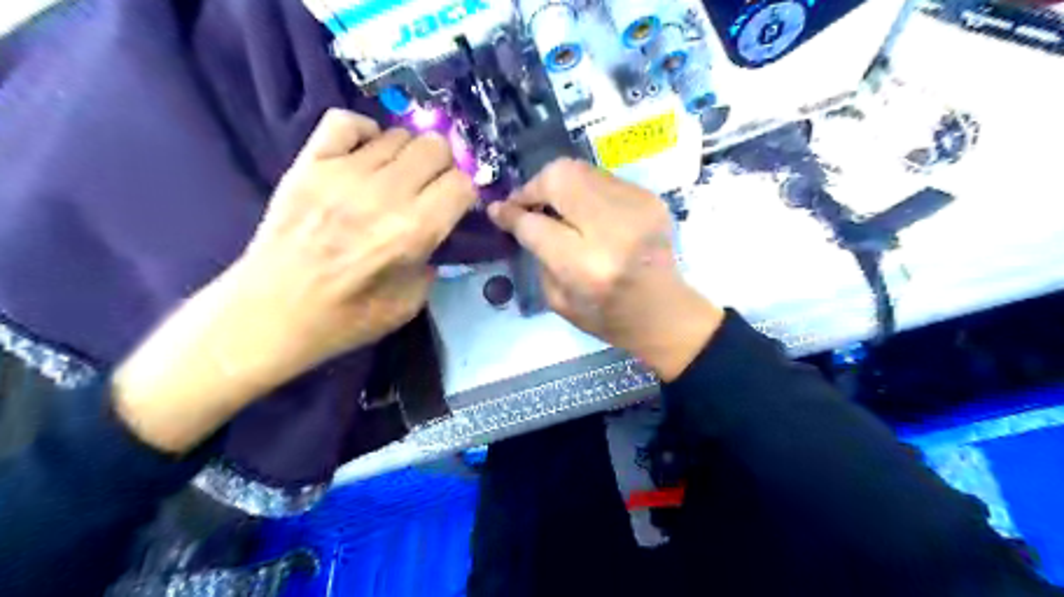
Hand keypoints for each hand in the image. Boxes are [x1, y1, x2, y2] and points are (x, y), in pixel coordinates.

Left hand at [227, 108, 475, 381]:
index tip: (455, 206)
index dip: (465, 194)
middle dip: (443, 167)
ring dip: (407, 155)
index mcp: (415, 231)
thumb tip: (437, 235)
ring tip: (395, 178)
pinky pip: (346, 121)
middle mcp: (386, 193)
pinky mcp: (310, 163)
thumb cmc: (346, 317)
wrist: (272, 312)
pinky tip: (364, 155)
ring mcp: (344, 172)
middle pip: (436, 147)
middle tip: (430, 188)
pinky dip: (363, 132)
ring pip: (398, 134)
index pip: (462, 184)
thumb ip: (433, 263)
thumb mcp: (410, 304)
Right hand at [487, 159, 722, 381]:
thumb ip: (537, 255)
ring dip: (558, 185)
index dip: (511, 213)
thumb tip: (520, 218)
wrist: (665, 313)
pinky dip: (584, 190)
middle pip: (558, 179)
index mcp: (585, 266)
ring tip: (554, 206)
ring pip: (580, 170)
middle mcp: (611, 230)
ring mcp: (635, 208)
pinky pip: (602, 178)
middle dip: (533, 187)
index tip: (497, 210)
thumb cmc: (607, 317)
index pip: (535, 224)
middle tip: (527, 204)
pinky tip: (585, 212)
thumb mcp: (559, 300)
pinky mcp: (649, 199)